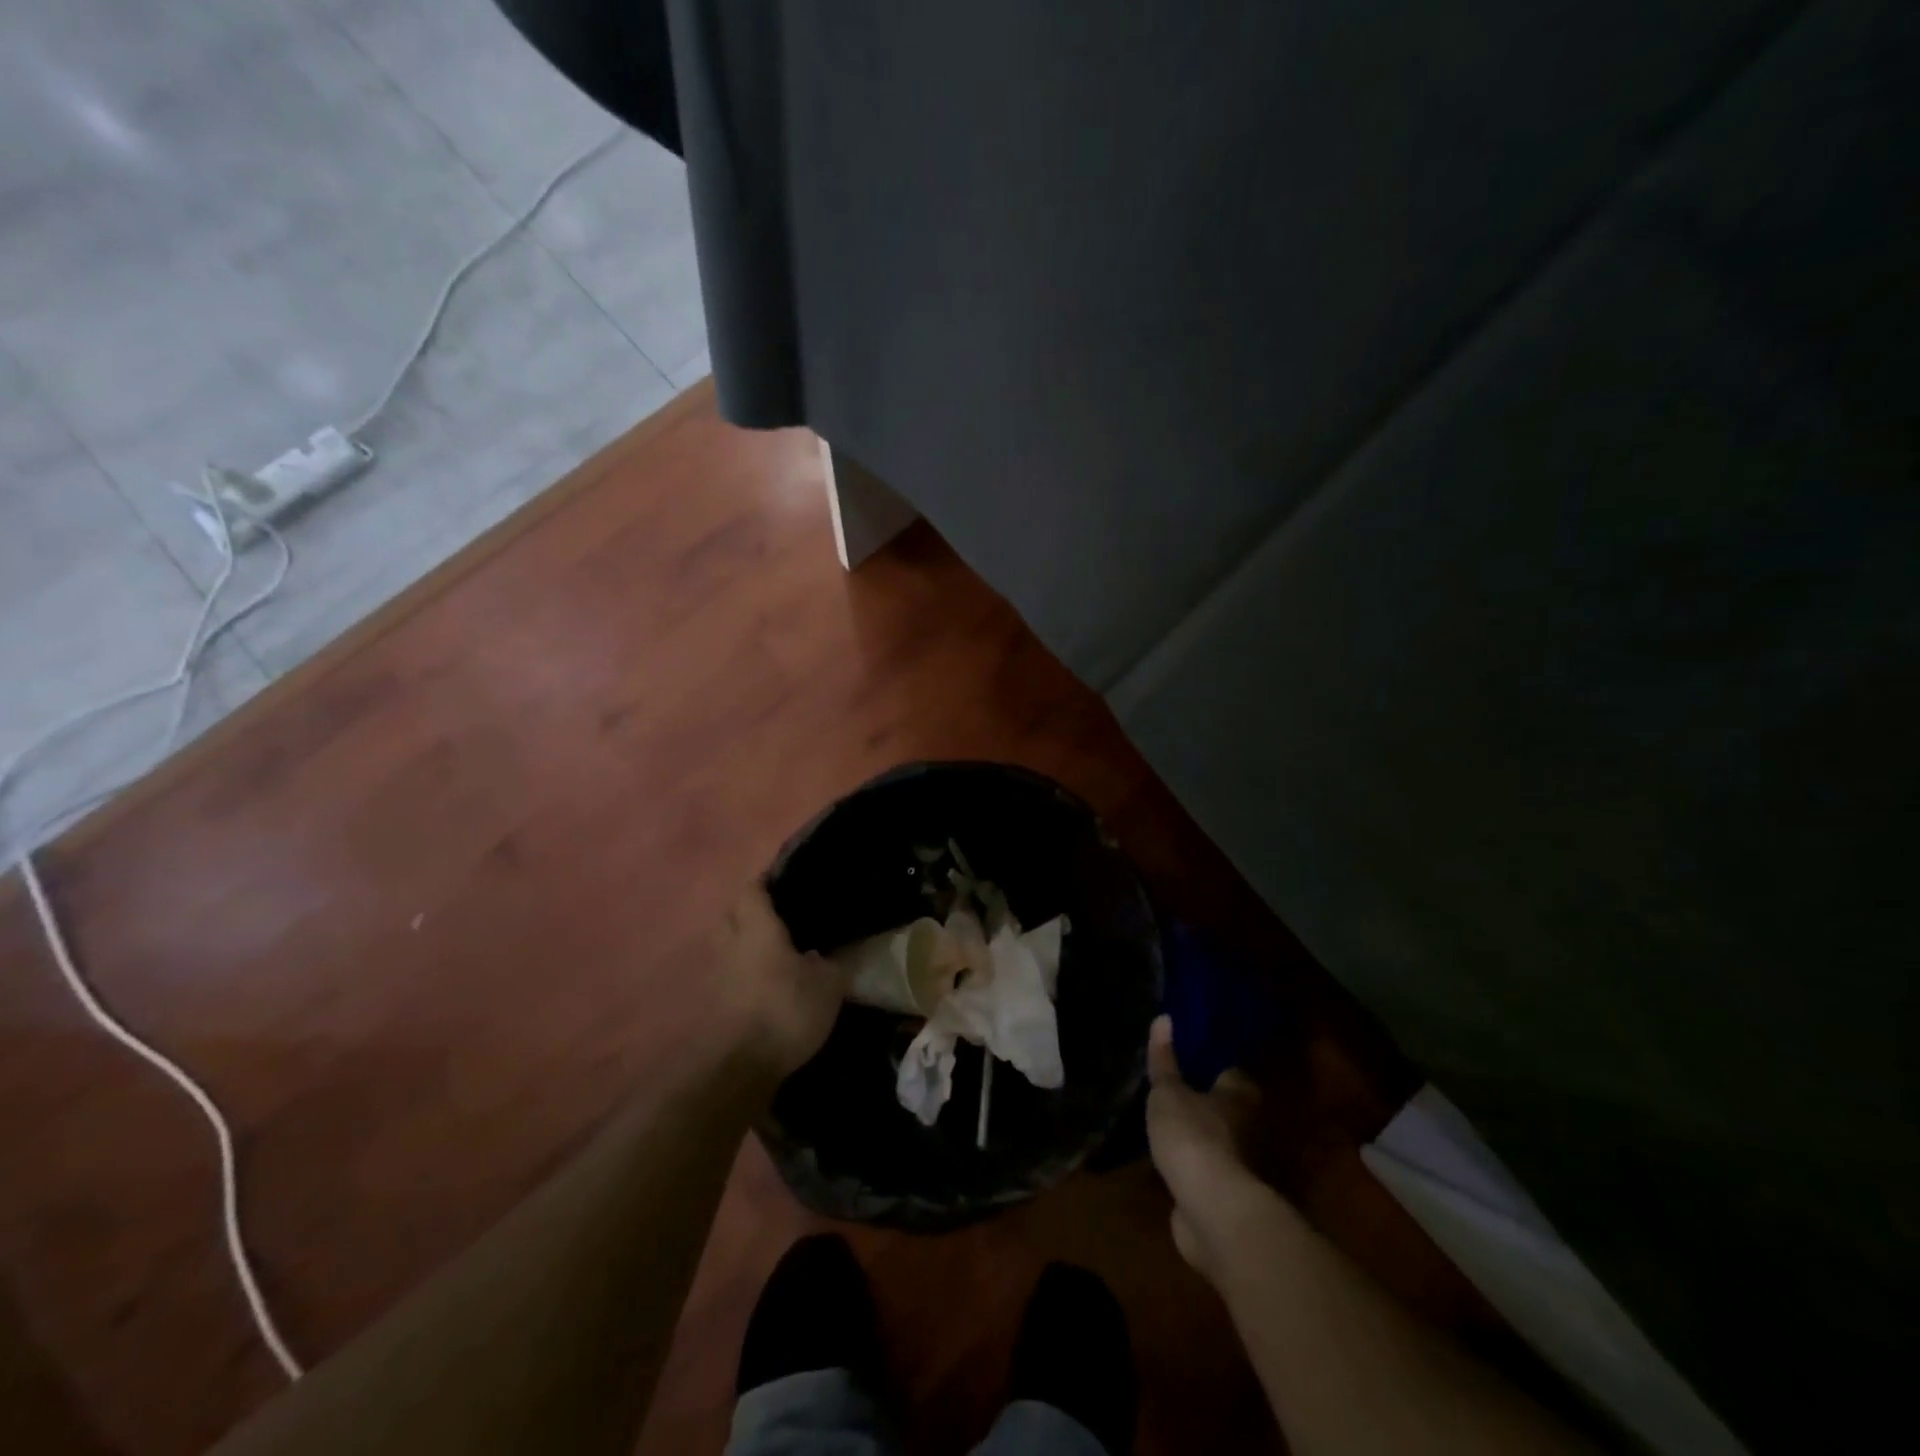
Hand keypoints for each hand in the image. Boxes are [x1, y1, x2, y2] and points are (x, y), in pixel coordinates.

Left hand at [714, 883, 851, 1081]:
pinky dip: (746, 973)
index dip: (769, 881)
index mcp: (757, 927)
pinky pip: (730, 974)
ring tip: (781, 952)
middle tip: (787, 917)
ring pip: (730, 945)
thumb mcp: (828, 984)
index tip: (792, 882)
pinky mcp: (714, 1003)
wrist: (740, 1068)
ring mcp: (717, 975)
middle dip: (755, 911)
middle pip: (735, 913)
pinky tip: (769, 984)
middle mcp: (731, 943)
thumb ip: (836, 960)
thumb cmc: (785, 1010)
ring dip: (748, 945)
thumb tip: (842, 947)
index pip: (753, 888)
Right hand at [1146, 1014, 1270, 1280]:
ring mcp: (1244, 1164)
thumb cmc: (1193, 1137)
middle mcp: (1253, 1126)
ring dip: (1200, 1138)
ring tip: (1168, 1126)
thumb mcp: (1168, 1092)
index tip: (1183, 1058)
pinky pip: (1210, 1172)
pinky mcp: (1232, 1196)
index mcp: (1242, 1094)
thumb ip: (1164, 1060)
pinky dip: (1197, 1168)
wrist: (1214, 1212)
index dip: (1206, 1063)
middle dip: (1203, 1102)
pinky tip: (1175, 1163)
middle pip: (1226, 1106)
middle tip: (1172, 1091)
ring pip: (1219, 1141)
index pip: (1227, 1069)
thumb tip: (1164, 1018)